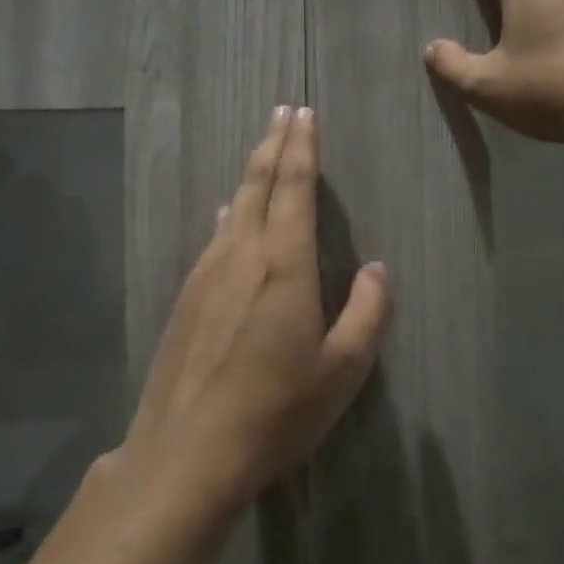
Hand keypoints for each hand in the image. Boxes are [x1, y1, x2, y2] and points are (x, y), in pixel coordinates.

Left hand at [122, 107, 387, 515]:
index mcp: (283, 264)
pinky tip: (228, 214)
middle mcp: (241, 254)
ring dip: (251, 172)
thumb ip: (365, 313)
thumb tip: (376, 269)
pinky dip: (230, 211)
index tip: (303, 113)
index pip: (293, 187)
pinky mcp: (186, 297)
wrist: (187, 453)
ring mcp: (207, 273)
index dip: (301, 147)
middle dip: (273, 143)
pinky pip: (215, 235)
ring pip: (233, 206)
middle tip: (283, 111)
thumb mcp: (342, 370)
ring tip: (263, 150)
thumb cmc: (276, 411)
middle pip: (257, 184)